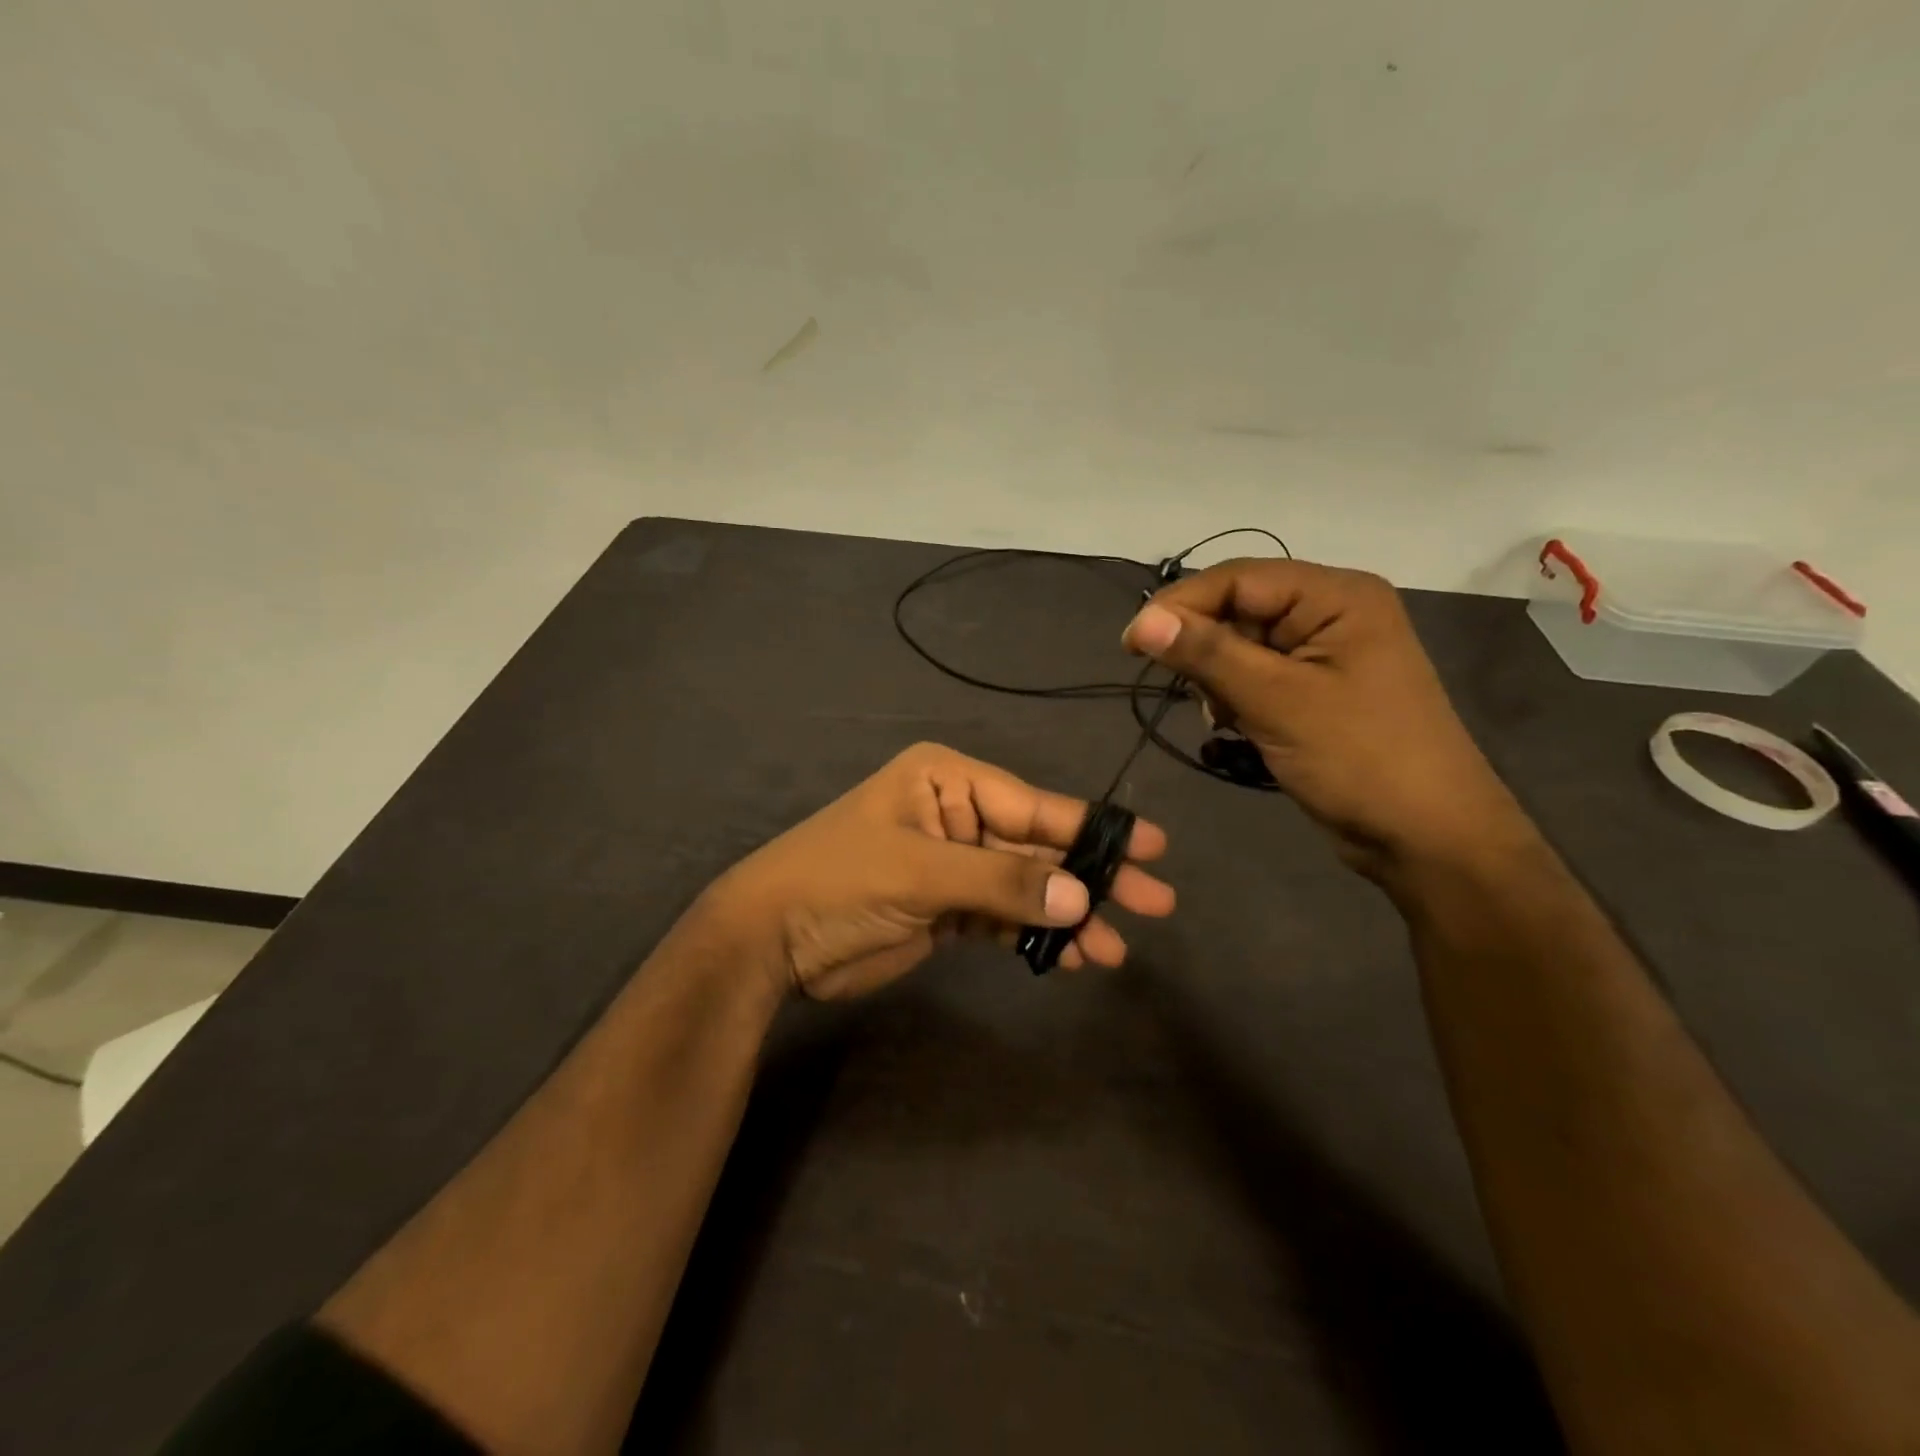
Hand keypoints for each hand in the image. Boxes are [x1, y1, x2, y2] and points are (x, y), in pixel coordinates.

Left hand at [703, 743, 1175, 1001]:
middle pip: (1039, 846)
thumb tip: (1081, 896)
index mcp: (948, 781)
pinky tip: (1071, 956)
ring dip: (1068, 916)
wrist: (771, 939)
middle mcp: (958, 814)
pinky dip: (1035, 935)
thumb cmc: (840, 881)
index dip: (1093, 828)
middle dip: (1092, 877)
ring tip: (1113, 950)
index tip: (1153, 848)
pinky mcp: (948, 908)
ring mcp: (954, 863)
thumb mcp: (920, 872)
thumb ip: (1002, 882)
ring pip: (1027, 886)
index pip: (1034, 804)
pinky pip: (1004, 917)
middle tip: (1155, 903)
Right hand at [1122, 558, 1524, 877]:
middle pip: (1239, 609)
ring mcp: (1325, 653)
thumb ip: (1207, 654)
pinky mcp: (1316, 690)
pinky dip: (1236, 698)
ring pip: (1242, 646)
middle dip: (1205, 650)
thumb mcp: (1276, 701)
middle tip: (1191, 694)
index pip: (1237, 579)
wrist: (1427, 837)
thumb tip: (1141, 620)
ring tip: (1225, 717)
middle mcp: (1331, 612)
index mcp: (1336, 596)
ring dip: (1219, 679)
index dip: (1179, 605)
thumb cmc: (1359, 759)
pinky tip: (1238, 727)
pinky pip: (1257, 676)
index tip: (1131, 645)